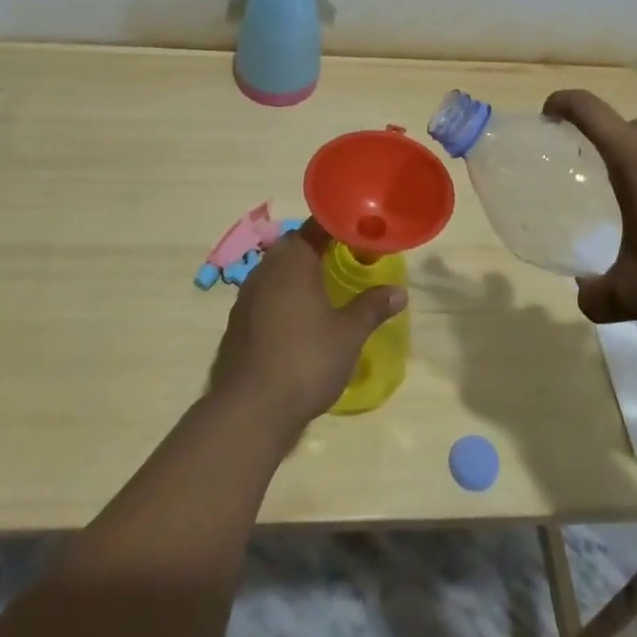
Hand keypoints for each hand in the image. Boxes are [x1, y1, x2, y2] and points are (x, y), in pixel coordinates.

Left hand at [208, 222, 406, 432]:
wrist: (250, 409)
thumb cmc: (306, 360)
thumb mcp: (348, 334)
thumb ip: (372, 307)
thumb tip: (399, 291)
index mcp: (293, 261)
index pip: (315, 227)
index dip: (338, 227)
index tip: (358, 234)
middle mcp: (266, 269)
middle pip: (293, 245)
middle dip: (316, 248)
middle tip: (343, 259)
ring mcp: (247, 295)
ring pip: (275, 270)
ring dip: (297, 273)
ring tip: (323, 288)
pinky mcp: (237, 322)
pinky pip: (264, 295)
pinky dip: (282, 297)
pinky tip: (297, 319)